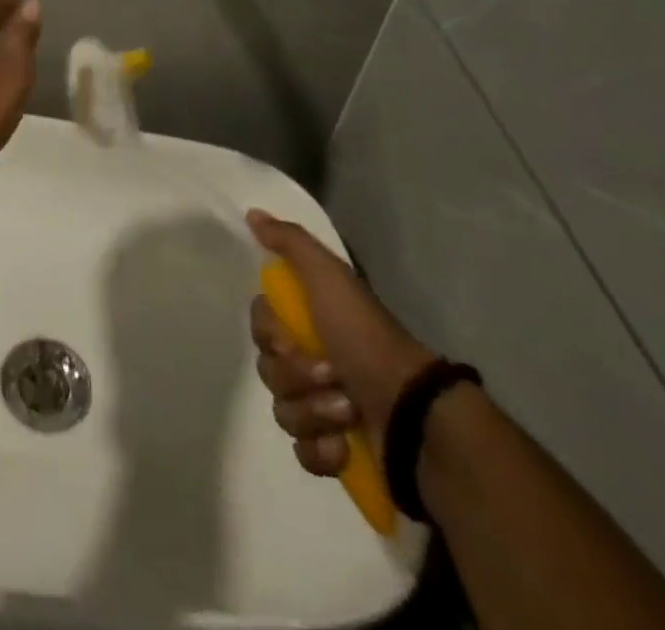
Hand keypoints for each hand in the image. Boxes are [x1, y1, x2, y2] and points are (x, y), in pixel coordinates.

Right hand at [247, 210, 436, 476]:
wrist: (411, 414)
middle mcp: (313, 359)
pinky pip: (302, 452)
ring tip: (348, 412)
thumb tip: (253, 212)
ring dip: (315, 412)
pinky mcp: (333, 452)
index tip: (294, 337)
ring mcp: (323, 408)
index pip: (260, 324)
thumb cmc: (365, 339)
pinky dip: (322, 450)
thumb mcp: (329, 277)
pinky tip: (344, 446)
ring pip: (283, 411)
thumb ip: (290, 243)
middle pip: (268, 368)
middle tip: (332, 374)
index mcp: (310, 320)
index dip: (270, 333)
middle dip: (297, 376)